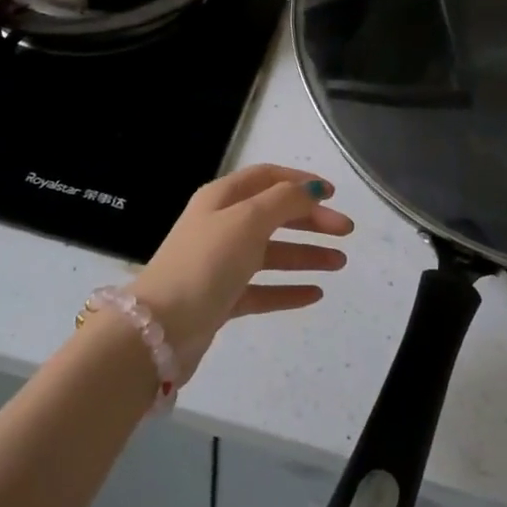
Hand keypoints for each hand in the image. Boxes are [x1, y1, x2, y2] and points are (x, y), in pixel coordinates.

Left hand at [128, 164, 352, 381]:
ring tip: (340, 263)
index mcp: (221, 198)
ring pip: (271, 253)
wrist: (161, 328)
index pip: (267, 178)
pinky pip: (263, 289)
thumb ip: (284, 200)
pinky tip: (315, 294)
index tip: (333, 194)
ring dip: (305, 255)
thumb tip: (311, 188)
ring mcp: (221, 264)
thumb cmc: (206, 262)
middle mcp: (220, 226)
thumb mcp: (248, 220)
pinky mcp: (222, 299)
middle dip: (311, 221)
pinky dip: (288, 289)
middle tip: (346, 232)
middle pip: (273, 215)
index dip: (300, 181)